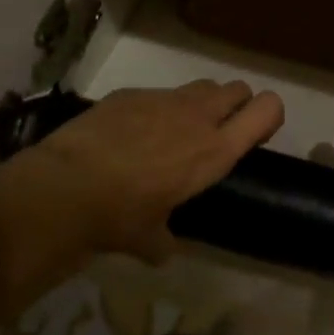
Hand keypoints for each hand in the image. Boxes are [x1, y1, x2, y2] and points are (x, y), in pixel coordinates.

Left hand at [0, 80, 283, 302]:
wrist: (65, 186)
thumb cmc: (119, 217)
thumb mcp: (149, 238)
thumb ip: (164, 239)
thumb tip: (163, 248)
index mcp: (216, 151)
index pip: (267, 109)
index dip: (268, 116)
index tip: (255, 133)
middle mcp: (199, 116)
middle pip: (238, 88)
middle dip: (236, 104)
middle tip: (216, 131)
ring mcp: (165, 99)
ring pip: (202, 85)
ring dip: (200, 103)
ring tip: (175, 131)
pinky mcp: (132, 92)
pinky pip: (158, 94)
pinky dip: (155, 109)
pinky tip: (130, 134)